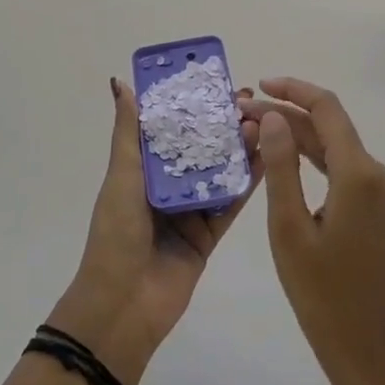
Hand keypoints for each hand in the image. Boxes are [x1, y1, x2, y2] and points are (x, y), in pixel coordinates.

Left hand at [49, 78, 260, 384]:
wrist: (124, 305)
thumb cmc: (117, 234)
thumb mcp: (121, 176)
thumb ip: (128, 132)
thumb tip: (120, 82)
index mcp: (142, 169)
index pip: (169, 128)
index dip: (190, 104)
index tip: (214, 80)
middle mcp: (167, 185)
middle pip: (199, 147)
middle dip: (221, 123)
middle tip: (250, 99)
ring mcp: (190, 210)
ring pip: (219, 172)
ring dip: (239, 148)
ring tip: (263, 122)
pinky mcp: (209, 234)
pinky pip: (230, 203)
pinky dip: (247, 182)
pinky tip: (268, 158)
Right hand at [245, 77, 384, 384]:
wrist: (373, 354)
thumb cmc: (324, 296)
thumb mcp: (289, 229)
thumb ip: (281, 167)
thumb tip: (274, 116)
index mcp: (361, 174)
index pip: (326, 109)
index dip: (292, 89)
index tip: (258, 86)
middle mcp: (379, 174)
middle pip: (329, 127)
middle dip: (286, 115)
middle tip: (241, 116)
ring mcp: (383, 193)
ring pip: (335, 148)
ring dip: (297, 137)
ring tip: (254, 133)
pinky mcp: (380, 210)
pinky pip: (343, 171)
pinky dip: (313, 160)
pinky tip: (283, 163)